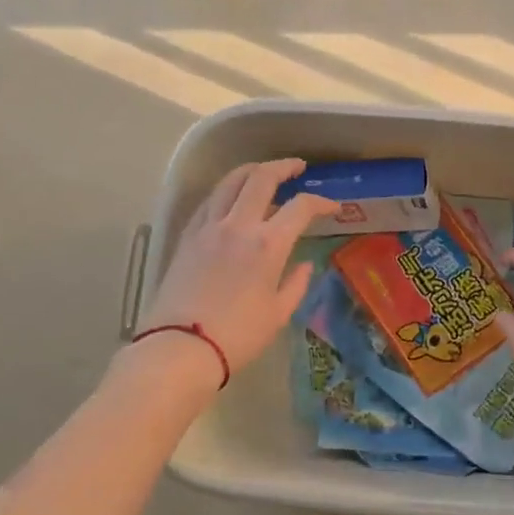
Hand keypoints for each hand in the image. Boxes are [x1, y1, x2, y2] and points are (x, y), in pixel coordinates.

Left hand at [137, 159, 335, 375]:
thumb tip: (305, 265)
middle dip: (284, 167)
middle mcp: (238, 225)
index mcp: (268, 244)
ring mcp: (208, 227)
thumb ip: (296, 284)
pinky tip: (231, 198)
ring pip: (230, 181)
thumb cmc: (238, 336)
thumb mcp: (278, 314)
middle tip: (297, 168)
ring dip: (251, 170)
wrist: (181, 347)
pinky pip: (209, 201)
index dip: (321, 202)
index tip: (333, 207)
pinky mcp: (187, 236)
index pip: (300, 207)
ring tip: (263, 173)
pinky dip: (226, 191)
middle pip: (261, 178)